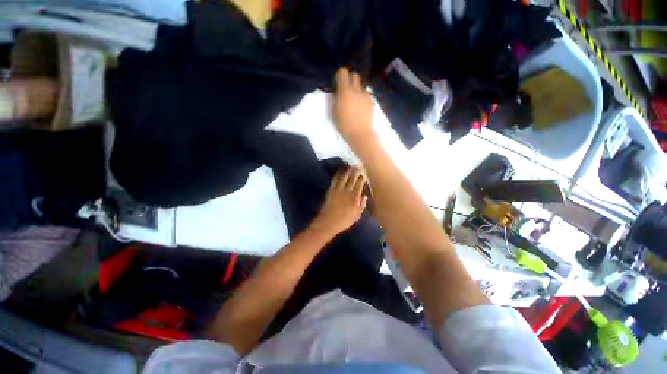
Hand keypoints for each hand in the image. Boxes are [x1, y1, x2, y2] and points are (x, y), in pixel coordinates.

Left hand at [311, 166, 367, 235]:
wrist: (329, 222)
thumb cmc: (344, 221)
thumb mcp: (356, 216)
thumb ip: (361, 205)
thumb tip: (364, 196)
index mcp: (355, 198)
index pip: (359, 185)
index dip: (362, 178)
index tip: (363, 173)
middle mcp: (347, 191)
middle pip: (352, 179)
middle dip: (356, 172)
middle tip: (358, 166)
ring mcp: (338, 190)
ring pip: (344, 178)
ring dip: (347, 171)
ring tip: (350, 166)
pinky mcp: (331, 190)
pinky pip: (335, 180)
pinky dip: (337, 175)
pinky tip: (339, 171)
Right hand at [334, 68, 374, 146]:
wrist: (360, 134)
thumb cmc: (344, 126)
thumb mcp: (334, 113)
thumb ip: (335, 100)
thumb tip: (337, 94)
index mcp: (345, 92)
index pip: (343, 73)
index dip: (340, 75)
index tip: (338, 82)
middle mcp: (356, 90)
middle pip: (355, 76)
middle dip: (350, 79)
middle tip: (347, 90)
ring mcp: (366, 96)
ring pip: (361, 87)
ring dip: (357, 91)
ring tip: (355, 103)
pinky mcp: (372, 103)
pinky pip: (366, 96)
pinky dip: (363, 100)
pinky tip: (361, 109)